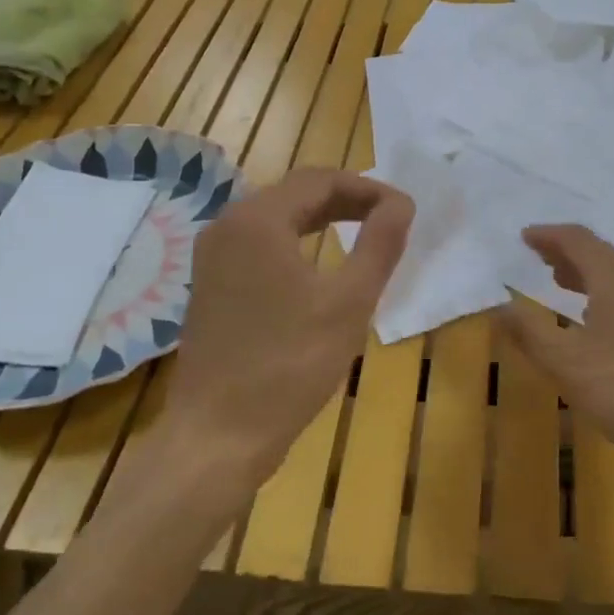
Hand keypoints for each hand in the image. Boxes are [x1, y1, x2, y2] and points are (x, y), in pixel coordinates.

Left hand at [169, 168, 413, 484]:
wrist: (218, 435)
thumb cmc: (289, 366)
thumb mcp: (349, 303)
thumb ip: (379, 244)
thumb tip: (401, 203)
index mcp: (257, 220)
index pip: (321, 179)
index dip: (368, 188)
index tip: (404, 210)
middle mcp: (227, 225)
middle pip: (296, 193)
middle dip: (346, 200)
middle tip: (389, 220)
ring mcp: (212, 255)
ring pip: (277, 218)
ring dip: (322, 219)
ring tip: (363, 234)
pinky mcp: (210, 283)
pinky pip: (259, 243)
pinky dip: (297, 241)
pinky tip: (320, 265)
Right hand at [495, 225, 613, 482]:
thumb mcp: (567, 363)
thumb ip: (530, 332)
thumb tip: (500, 305)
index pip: (579, 240)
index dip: (549, 235)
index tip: (524, 237)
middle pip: (601, 254)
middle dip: (567, 252)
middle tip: (538, 257)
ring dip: (586, 274)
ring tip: (560, 283)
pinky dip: (602, 296)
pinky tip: (594, 323)